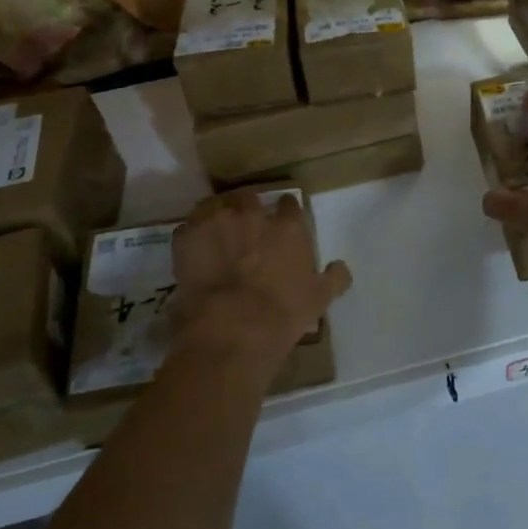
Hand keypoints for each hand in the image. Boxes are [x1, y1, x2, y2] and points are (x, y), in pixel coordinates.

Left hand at [171, 192, 351, 375]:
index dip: (285, 213)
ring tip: (217, 237)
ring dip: (218, 218)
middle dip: (248, 209)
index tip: (282, 223)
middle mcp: (251, 215)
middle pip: (249, 198)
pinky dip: (192, 237)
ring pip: (216, 207)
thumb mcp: (319, 299)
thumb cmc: (282, 314)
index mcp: (287, 226)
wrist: (231, 330)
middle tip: (246, 229)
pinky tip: (195, 252)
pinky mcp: (186, 238)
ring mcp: (216, 223)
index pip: (289, 204)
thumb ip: (334, 278)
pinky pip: (188, 228)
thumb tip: (341, 267)